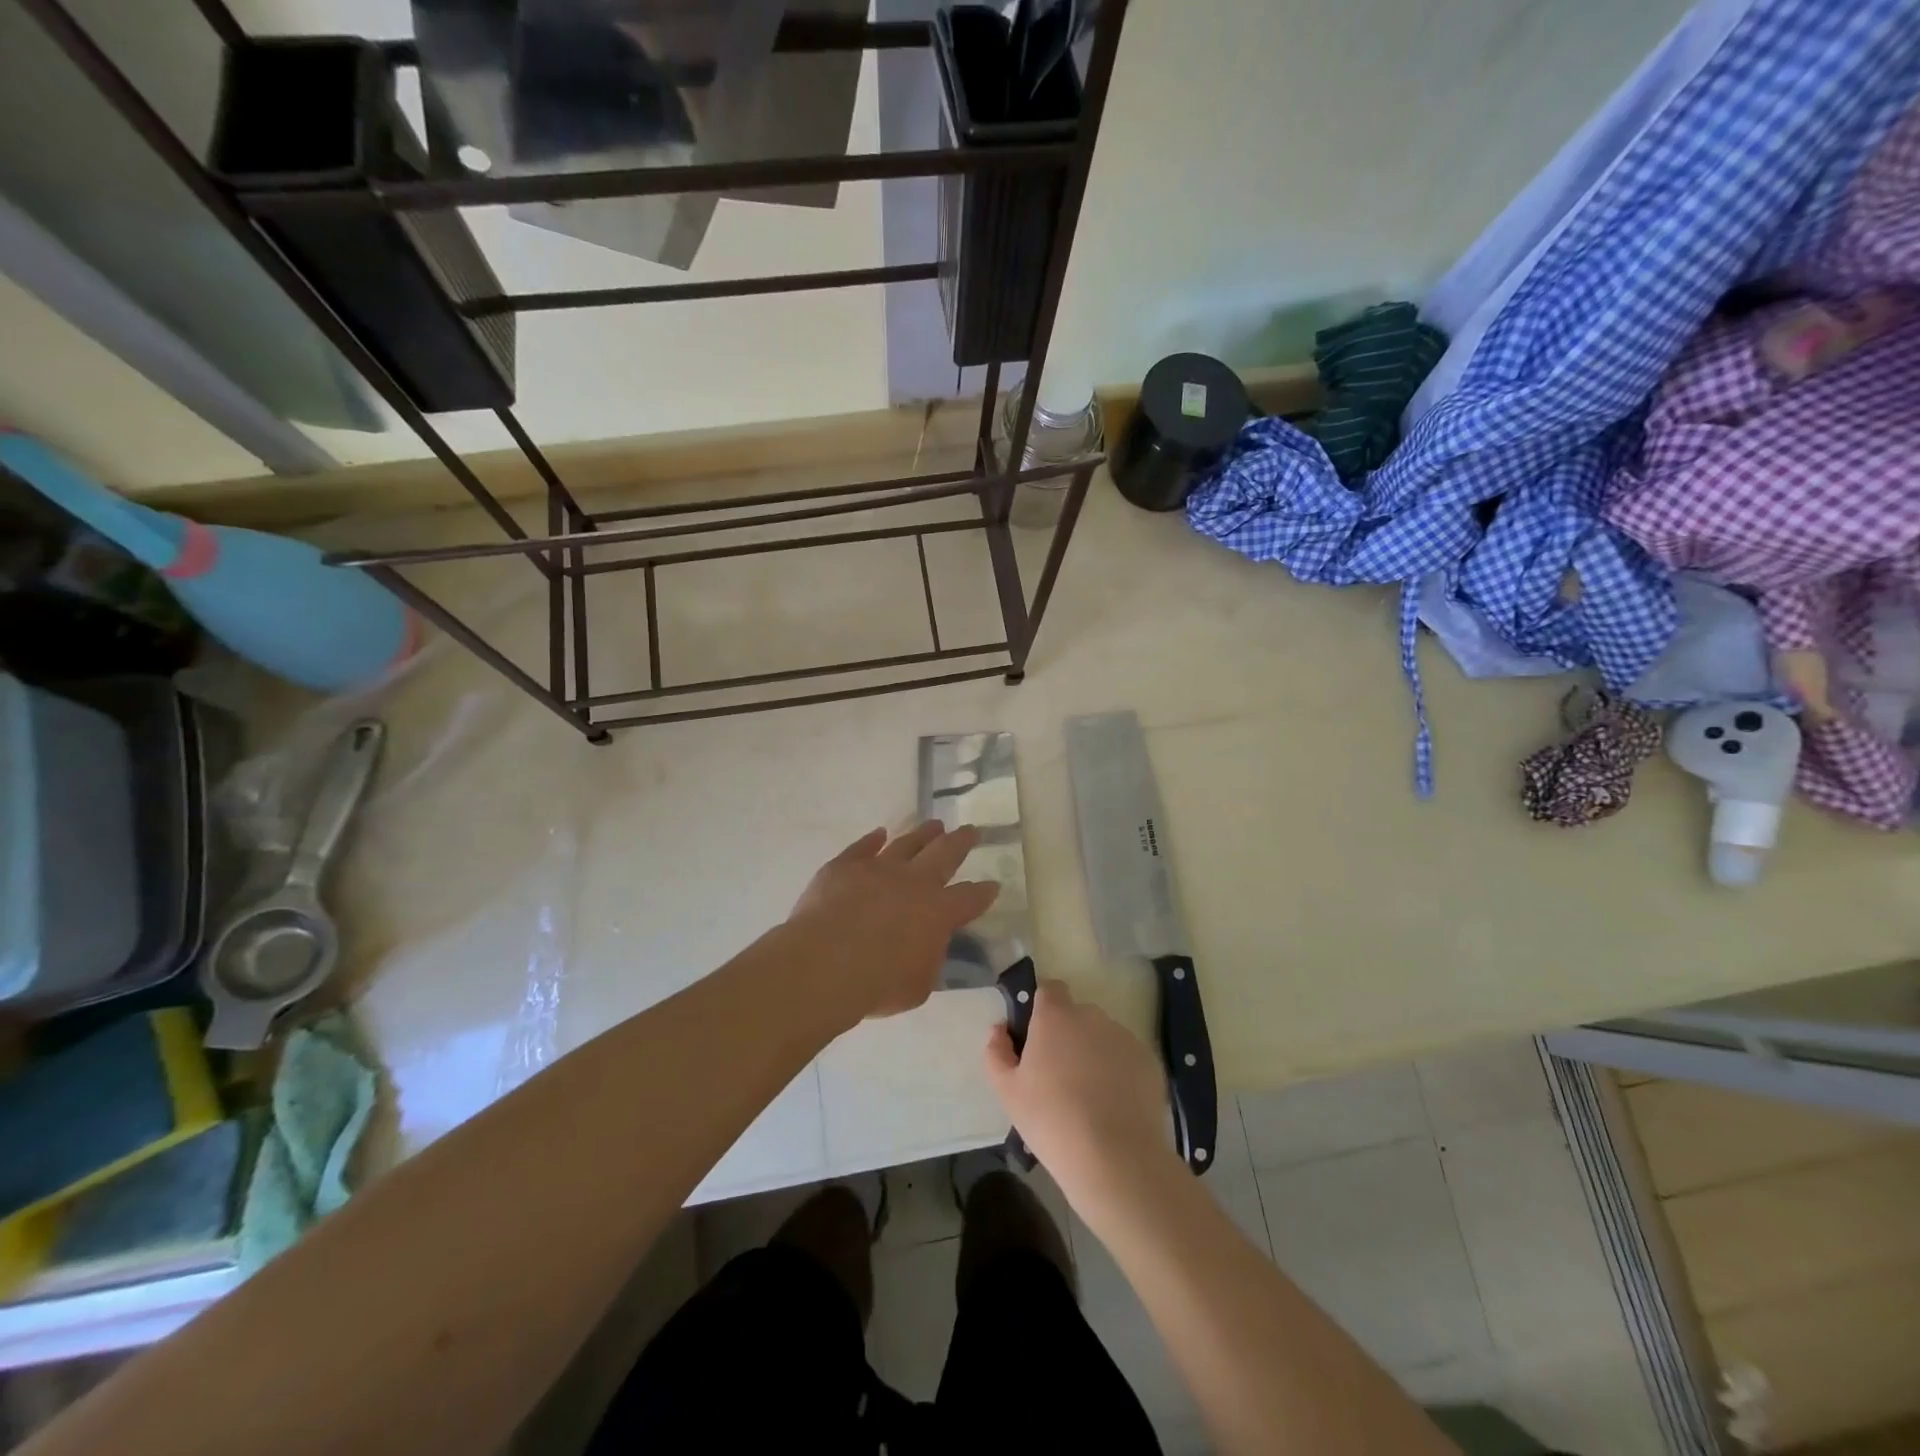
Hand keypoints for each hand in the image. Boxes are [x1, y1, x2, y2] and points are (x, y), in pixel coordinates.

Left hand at [787, 823, 999, 1023]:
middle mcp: (914, 882)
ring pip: (907, 843)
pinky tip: (880, 833)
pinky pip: (863, 847)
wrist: (825, 963)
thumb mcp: (918, 984)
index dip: (983, 892)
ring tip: (935, 825)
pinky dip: (873, 839)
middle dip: (961, 841)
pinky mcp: (845, 866)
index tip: (992, 884)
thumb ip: (928, 960)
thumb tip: (927, 946)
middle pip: (944, 854)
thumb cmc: (878, 983)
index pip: (969, 898)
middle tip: (970, 830)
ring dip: (923, 833)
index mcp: (939, 912)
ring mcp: (879, 868)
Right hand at [983, 980, 1173, 1211]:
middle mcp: (1091, 1016)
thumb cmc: (1051, 1120)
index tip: (1036, 1036)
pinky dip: (1120, 1072)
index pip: (1049, 989)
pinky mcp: (1149, 1061)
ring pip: (1103, 1036)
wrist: (1116, 1158)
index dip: (1042, 1007)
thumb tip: (1000, 1029)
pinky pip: (1126, 1058)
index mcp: (1055, 1016)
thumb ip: (996, 1052)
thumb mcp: (1007, 1091)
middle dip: (1068, 1035)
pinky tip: (1114, 1106)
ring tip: (1089, 1096)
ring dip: (1094, 1053)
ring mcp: (1124, 1037)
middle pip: (1076, 1015)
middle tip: (1058, 1075)